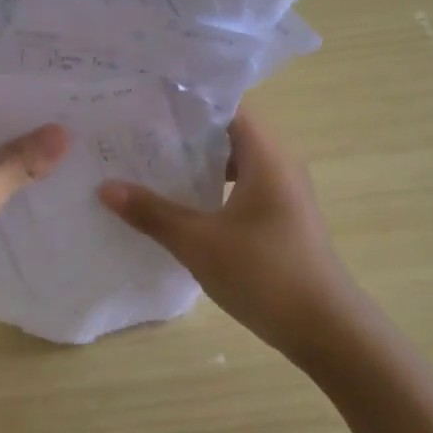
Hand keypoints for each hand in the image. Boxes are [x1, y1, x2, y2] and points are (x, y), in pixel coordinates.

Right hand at [98, 109, 364, 362]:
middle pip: (229, 132)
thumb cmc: (264, 274)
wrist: (326, 329)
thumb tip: (105, 187)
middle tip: (140, 135)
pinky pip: (245, 186)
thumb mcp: (199, 243)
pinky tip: (184, 205)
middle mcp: (280, 163)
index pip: (226, 107)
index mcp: (266, 155)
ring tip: (153, 166)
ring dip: (200, 163)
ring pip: (237, 162)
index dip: (187, 103)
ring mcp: (285, 192)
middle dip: (185, 134)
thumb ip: (152, 212)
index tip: (148, 105)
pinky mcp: (284, 217)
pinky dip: (215, 187)